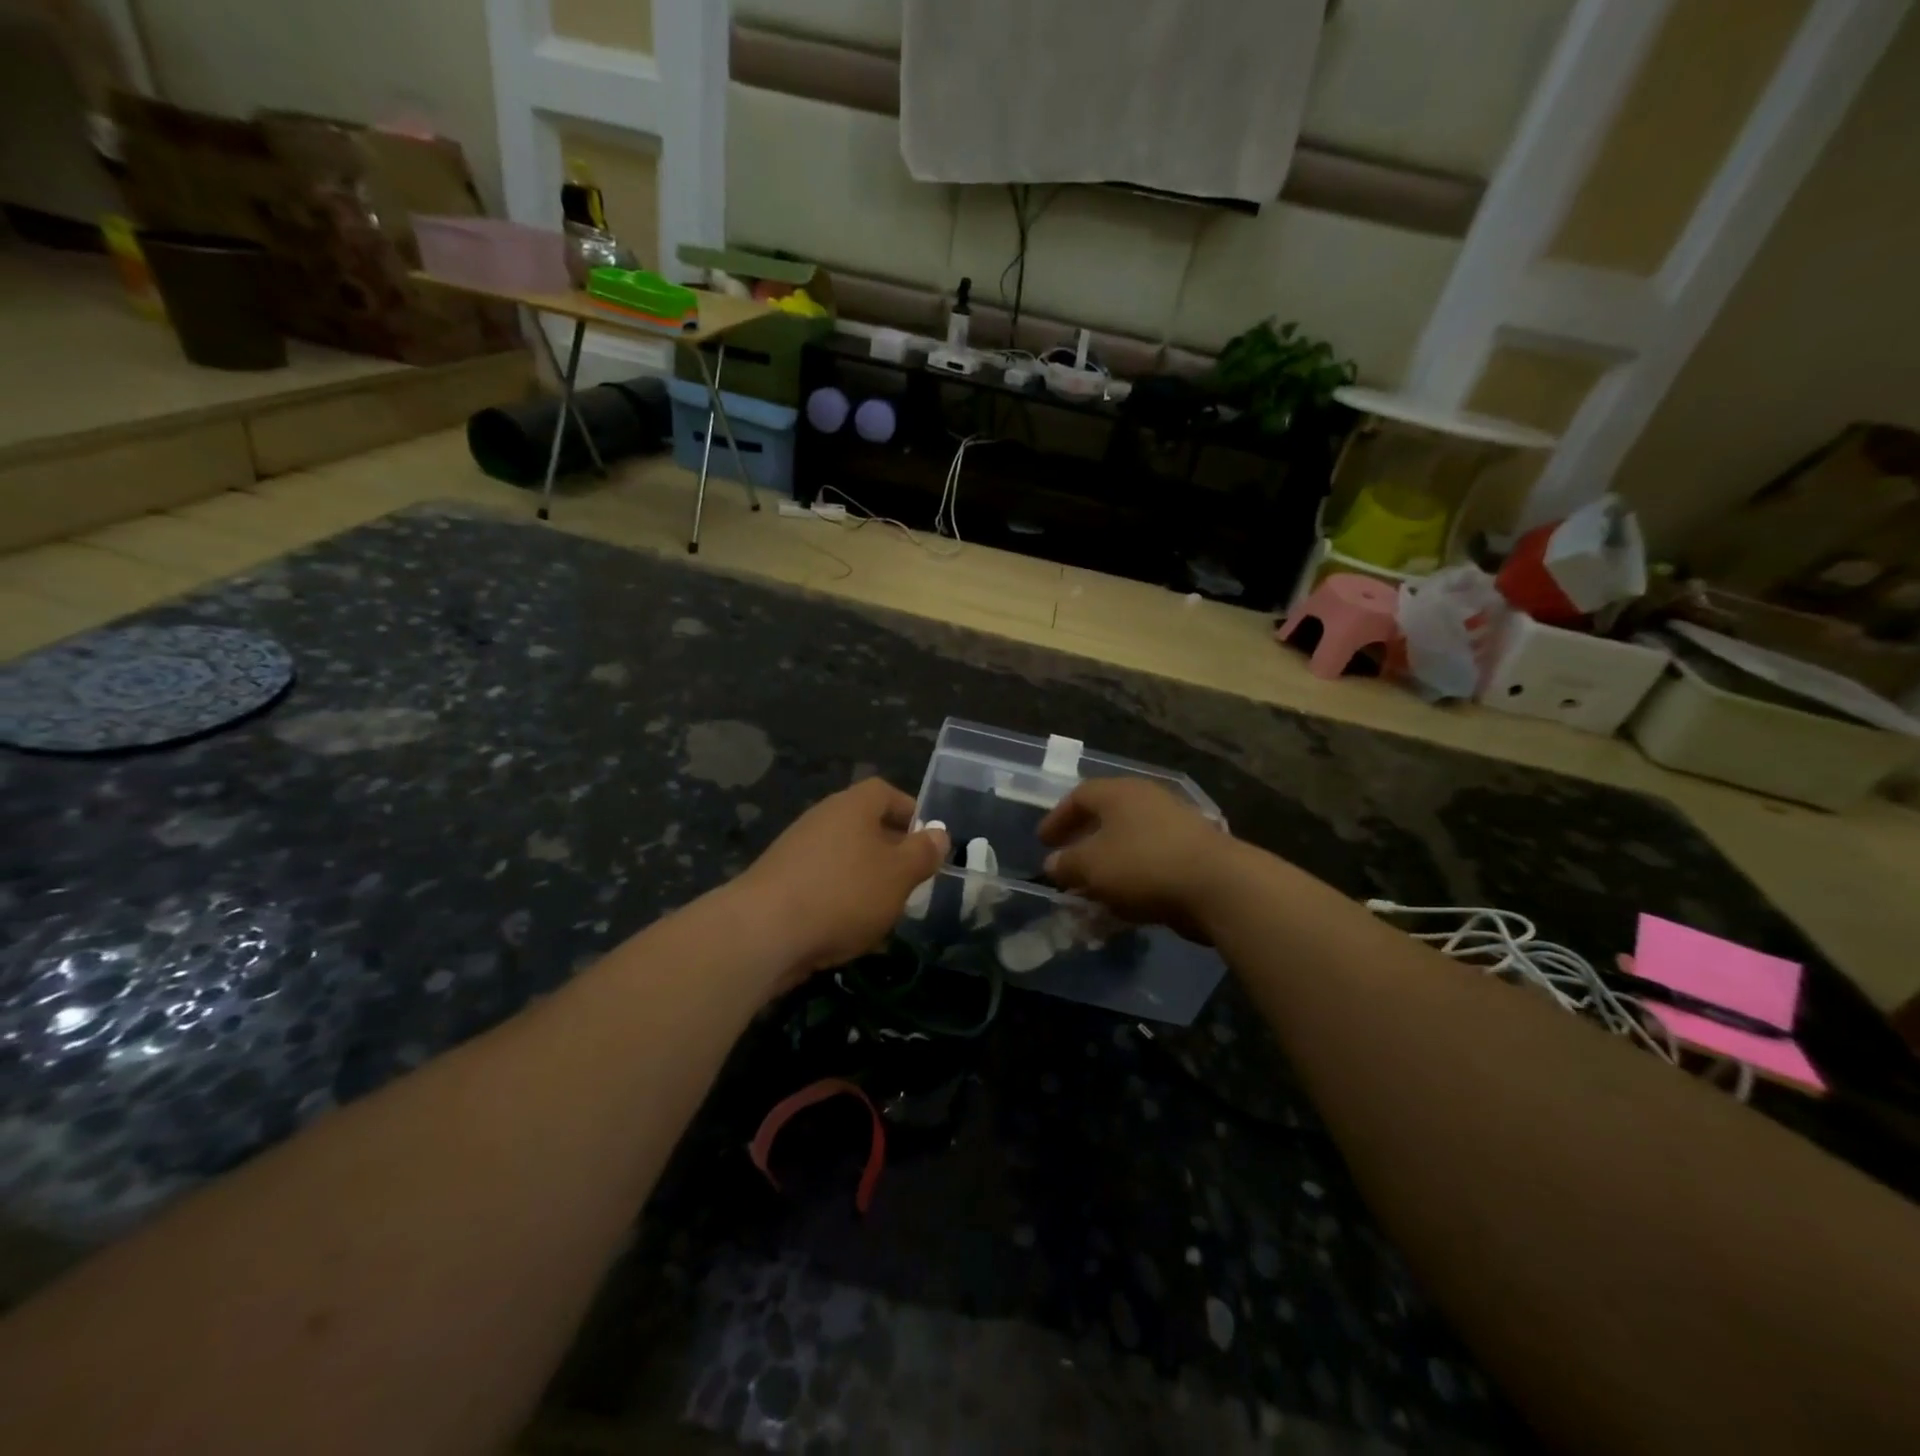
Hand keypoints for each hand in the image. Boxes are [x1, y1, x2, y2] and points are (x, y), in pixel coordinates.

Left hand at [736, 778, 949, 987]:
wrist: (763, 931)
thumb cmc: (844, 893)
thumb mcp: (899, 874)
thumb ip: (923, 852)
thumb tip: (939, 833)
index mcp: (852, 806)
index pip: (886, 793)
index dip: (910, 811)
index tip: (927, 841)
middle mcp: (822, 818)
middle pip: (864, 826)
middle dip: (890, 852)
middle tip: (911, 880)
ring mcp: (796, 850)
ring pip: (844, 859)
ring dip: (866, 880)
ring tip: (884, 912)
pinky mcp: (779, 882)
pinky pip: (821, 884)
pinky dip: (839, 901)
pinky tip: (848, 933)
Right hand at [1038, 778, 1236, 938]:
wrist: (1218, 885)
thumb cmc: (1144, 865)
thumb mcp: (1091, 866)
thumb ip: (1067, 864)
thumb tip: (1053, 864)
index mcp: (1119, 793)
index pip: (1080, 795)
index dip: (1058, 818)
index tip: (1043, 842)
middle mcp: (1147, 799)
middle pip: (1107, 816)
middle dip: (1084, 841)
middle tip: (1067, 862)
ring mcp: (1175, 824)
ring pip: (1130, 840)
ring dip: (1109, 863)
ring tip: (1093, 888)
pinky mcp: (1195, 852)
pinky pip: (1151, 860)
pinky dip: (1133, 876)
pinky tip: (1126, 901)